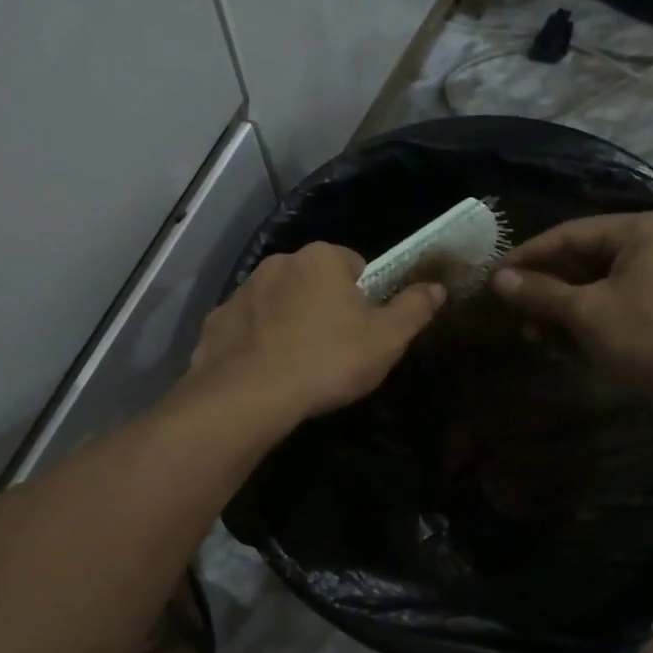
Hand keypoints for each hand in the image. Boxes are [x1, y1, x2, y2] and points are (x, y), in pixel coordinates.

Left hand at [188, 242, 445, 423]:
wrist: (250, 395)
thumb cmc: (328, 360)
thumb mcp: (387, 339)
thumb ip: (414, 309)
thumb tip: (437, 287)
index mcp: (322, 258)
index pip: (353, 264)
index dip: (363, 297)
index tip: (362, 329)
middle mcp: (278, 262)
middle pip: (312, 280)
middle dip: (323, 306)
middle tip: (333, 349)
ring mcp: (242, 290)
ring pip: (276, 301)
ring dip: (288, 321)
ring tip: (297, 364)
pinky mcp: (216, 321)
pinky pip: (246, 327)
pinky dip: (255, 342)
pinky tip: (264, 371)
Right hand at [491, 212, 652, 407]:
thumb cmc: (649, 337)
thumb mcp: (586, 313)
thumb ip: (540, 293)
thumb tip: (498, 279)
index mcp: (642, 229)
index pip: (570, 233)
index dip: (528, 256)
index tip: (494, 276)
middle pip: (584, 257)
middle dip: (544, 285)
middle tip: (508, 306)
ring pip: (597, 283)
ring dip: (561, 306)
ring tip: (528, 328)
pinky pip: (615, 302)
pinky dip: (586, 318)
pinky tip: (558, 339)